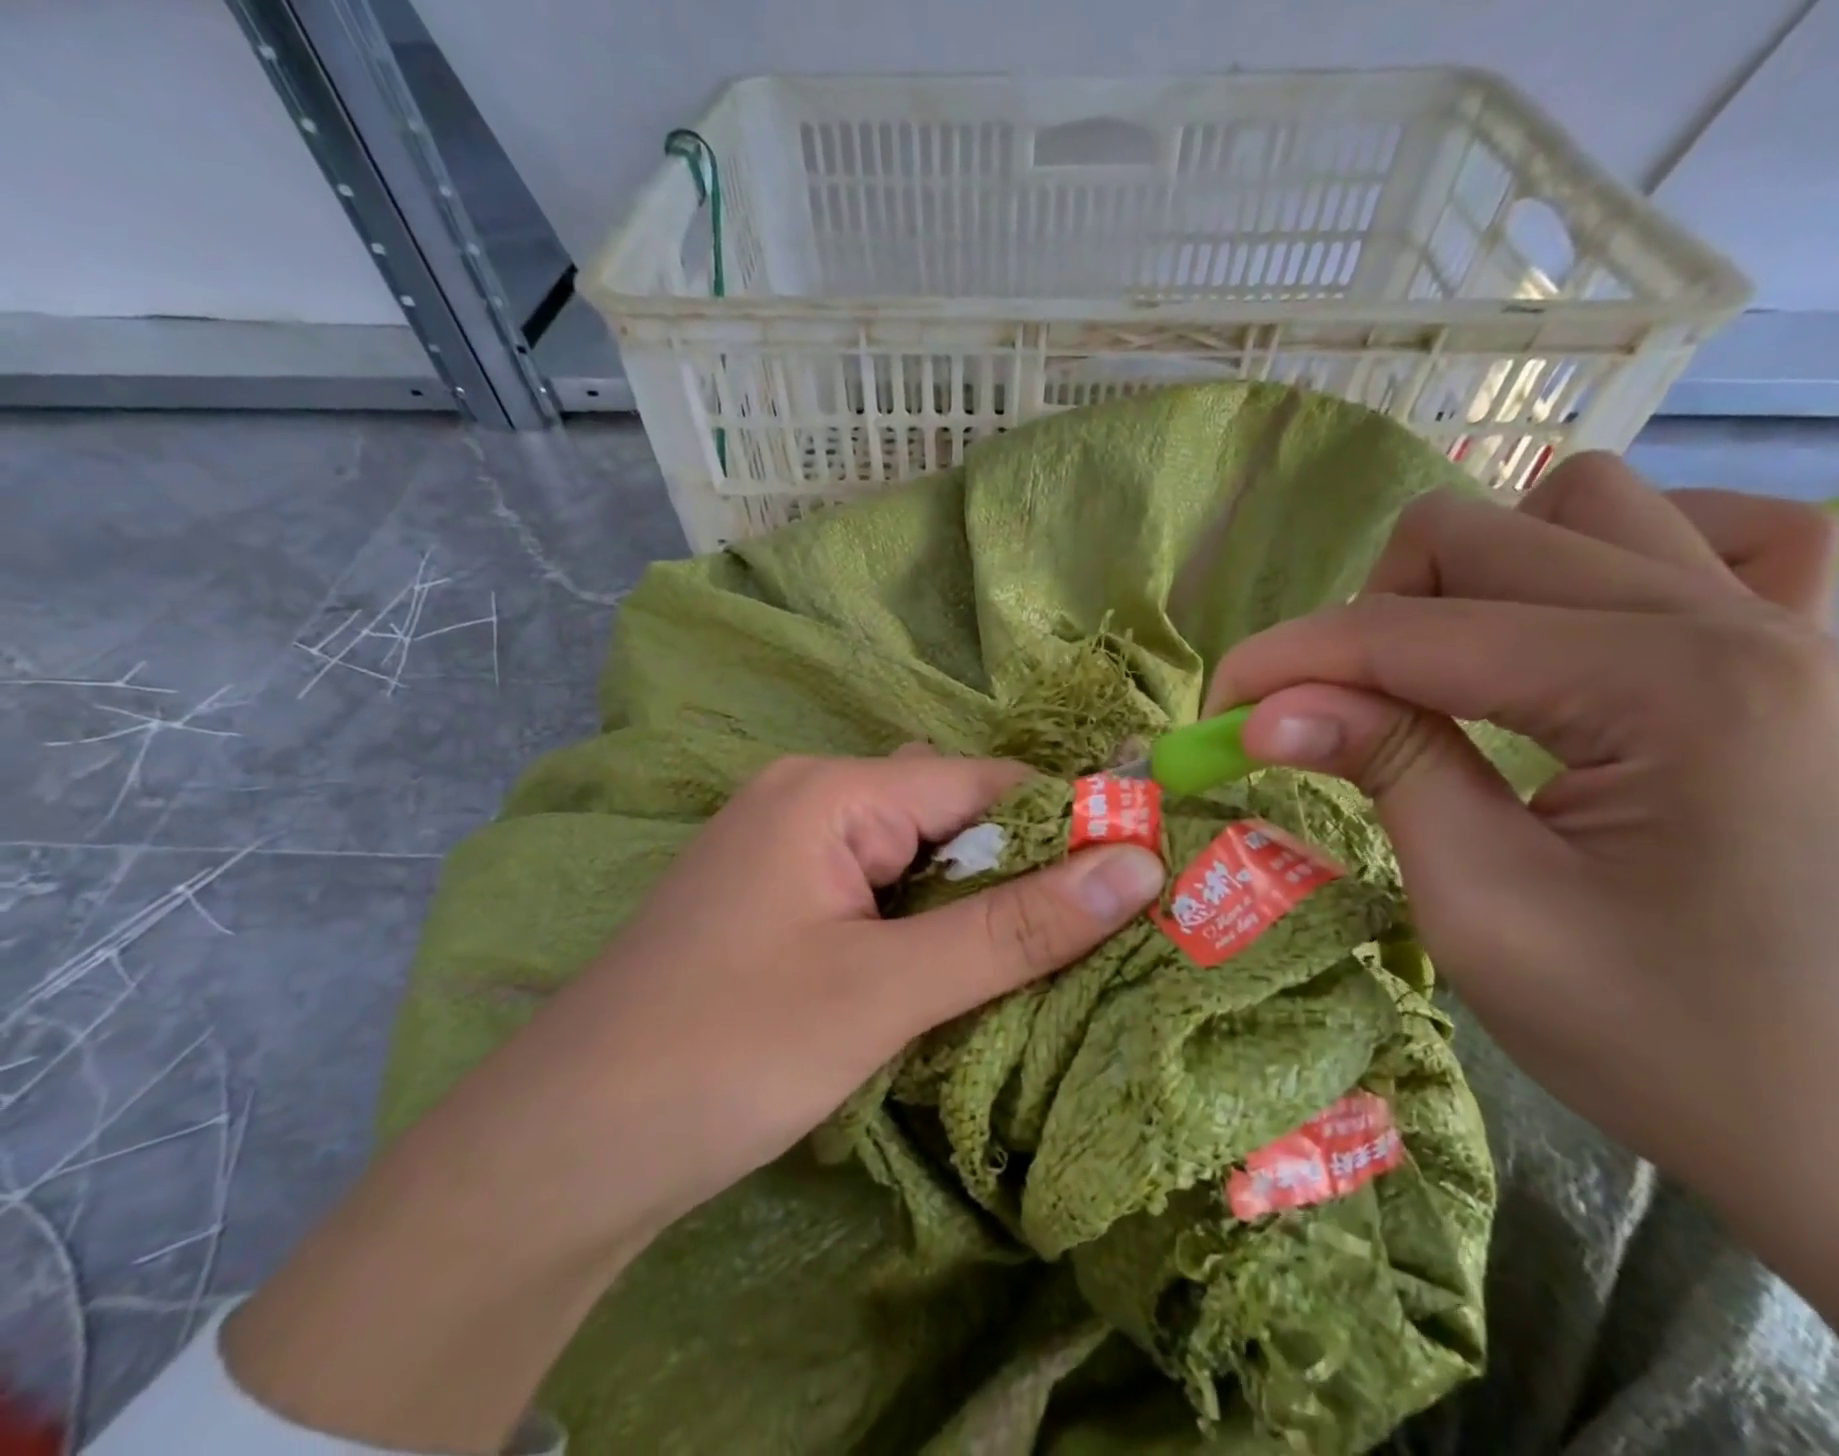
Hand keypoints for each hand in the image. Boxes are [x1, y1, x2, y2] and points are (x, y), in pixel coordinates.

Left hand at [224, 753, 1163, 1453]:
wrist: (561, 1150)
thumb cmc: (726, 1052)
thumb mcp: (886, 990)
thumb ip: (1014, 928)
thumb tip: (1138, 866)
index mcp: (831, 790)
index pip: (982, 784)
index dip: (1066, 823)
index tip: (1141, 875)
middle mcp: (806, 800)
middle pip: (948, 817)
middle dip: (1022, 870)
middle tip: (1104, 930)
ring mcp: (785, 852)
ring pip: (915, 859)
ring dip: (975, 905)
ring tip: (1046, 957)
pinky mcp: (775, 904)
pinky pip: (876, 892)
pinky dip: (925, 925)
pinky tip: (955, 971)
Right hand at [1206, 453, 1838, 1374]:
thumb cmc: (1664, 1039)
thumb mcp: (1484, 910)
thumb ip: (1384, 770)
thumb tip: (1266, 710)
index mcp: (1664, 688)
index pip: (1410, 631)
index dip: (1289, 658)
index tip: (1217, 706)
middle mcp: (1728, 620)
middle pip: (1476, 535)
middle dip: (1362, 617)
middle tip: (1320, 711)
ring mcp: (1778, 623)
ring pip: (1576, 505)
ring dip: (1472, 575)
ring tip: (1440, 669)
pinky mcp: (1793, 653)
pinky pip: (1707, 534)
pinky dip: (1605, 559)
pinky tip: (1572, 631)